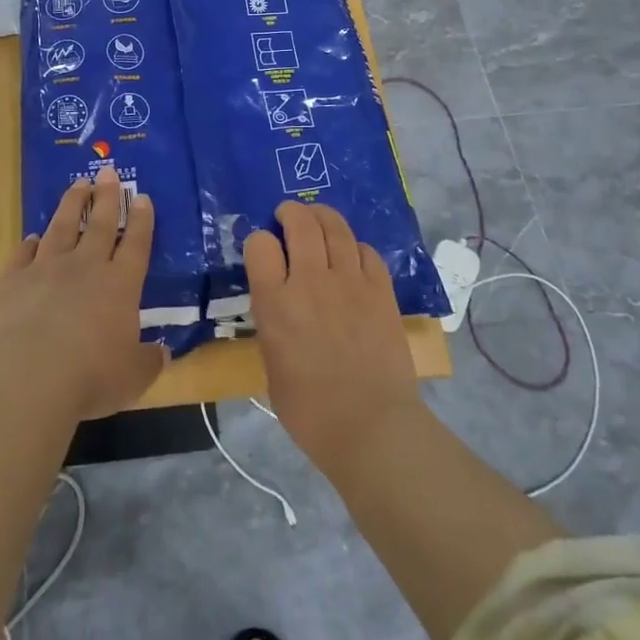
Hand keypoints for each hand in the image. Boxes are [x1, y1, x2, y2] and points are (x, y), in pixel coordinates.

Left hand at [0, 167, 166, 422]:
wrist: (26, 378)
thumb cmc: (90, 378)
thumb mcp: (133, 377)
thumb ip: (148, 361)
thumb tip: (162, 353)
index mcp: (120, 285)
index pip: (135, 243)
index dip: (141, 219)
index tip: (142, 196)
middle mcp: (86, 267)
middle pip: (99, 223)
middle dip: (107, 195)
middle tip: (108, 171)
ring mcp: (46, 270)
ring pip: (62, 227)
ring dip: (71, 204)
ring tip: (78, 184)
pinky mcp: (13, 281)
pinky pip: (23, 254)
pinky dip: (29, 244)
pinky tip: (33, 237)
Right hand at [244, 202, 421, 474]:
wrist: (370, 426)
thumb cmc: (309, 410)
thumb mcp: (271, 364)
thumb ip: (273, 322)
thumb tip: (280, 303)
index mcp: (275, 303)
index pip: (260, 245)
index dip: (259, 242)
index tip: (262, 251)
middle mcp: (310, 281)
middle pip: (300, 223)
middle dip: (290, 212)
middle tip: (287, 216)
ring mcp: (350, 281)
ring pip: (335, 227)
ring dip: (322, 216)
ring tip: (317, 218)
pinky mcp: (381, 290)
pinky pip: (367, 250)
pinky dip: (354, 246)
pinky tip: (351, 253)